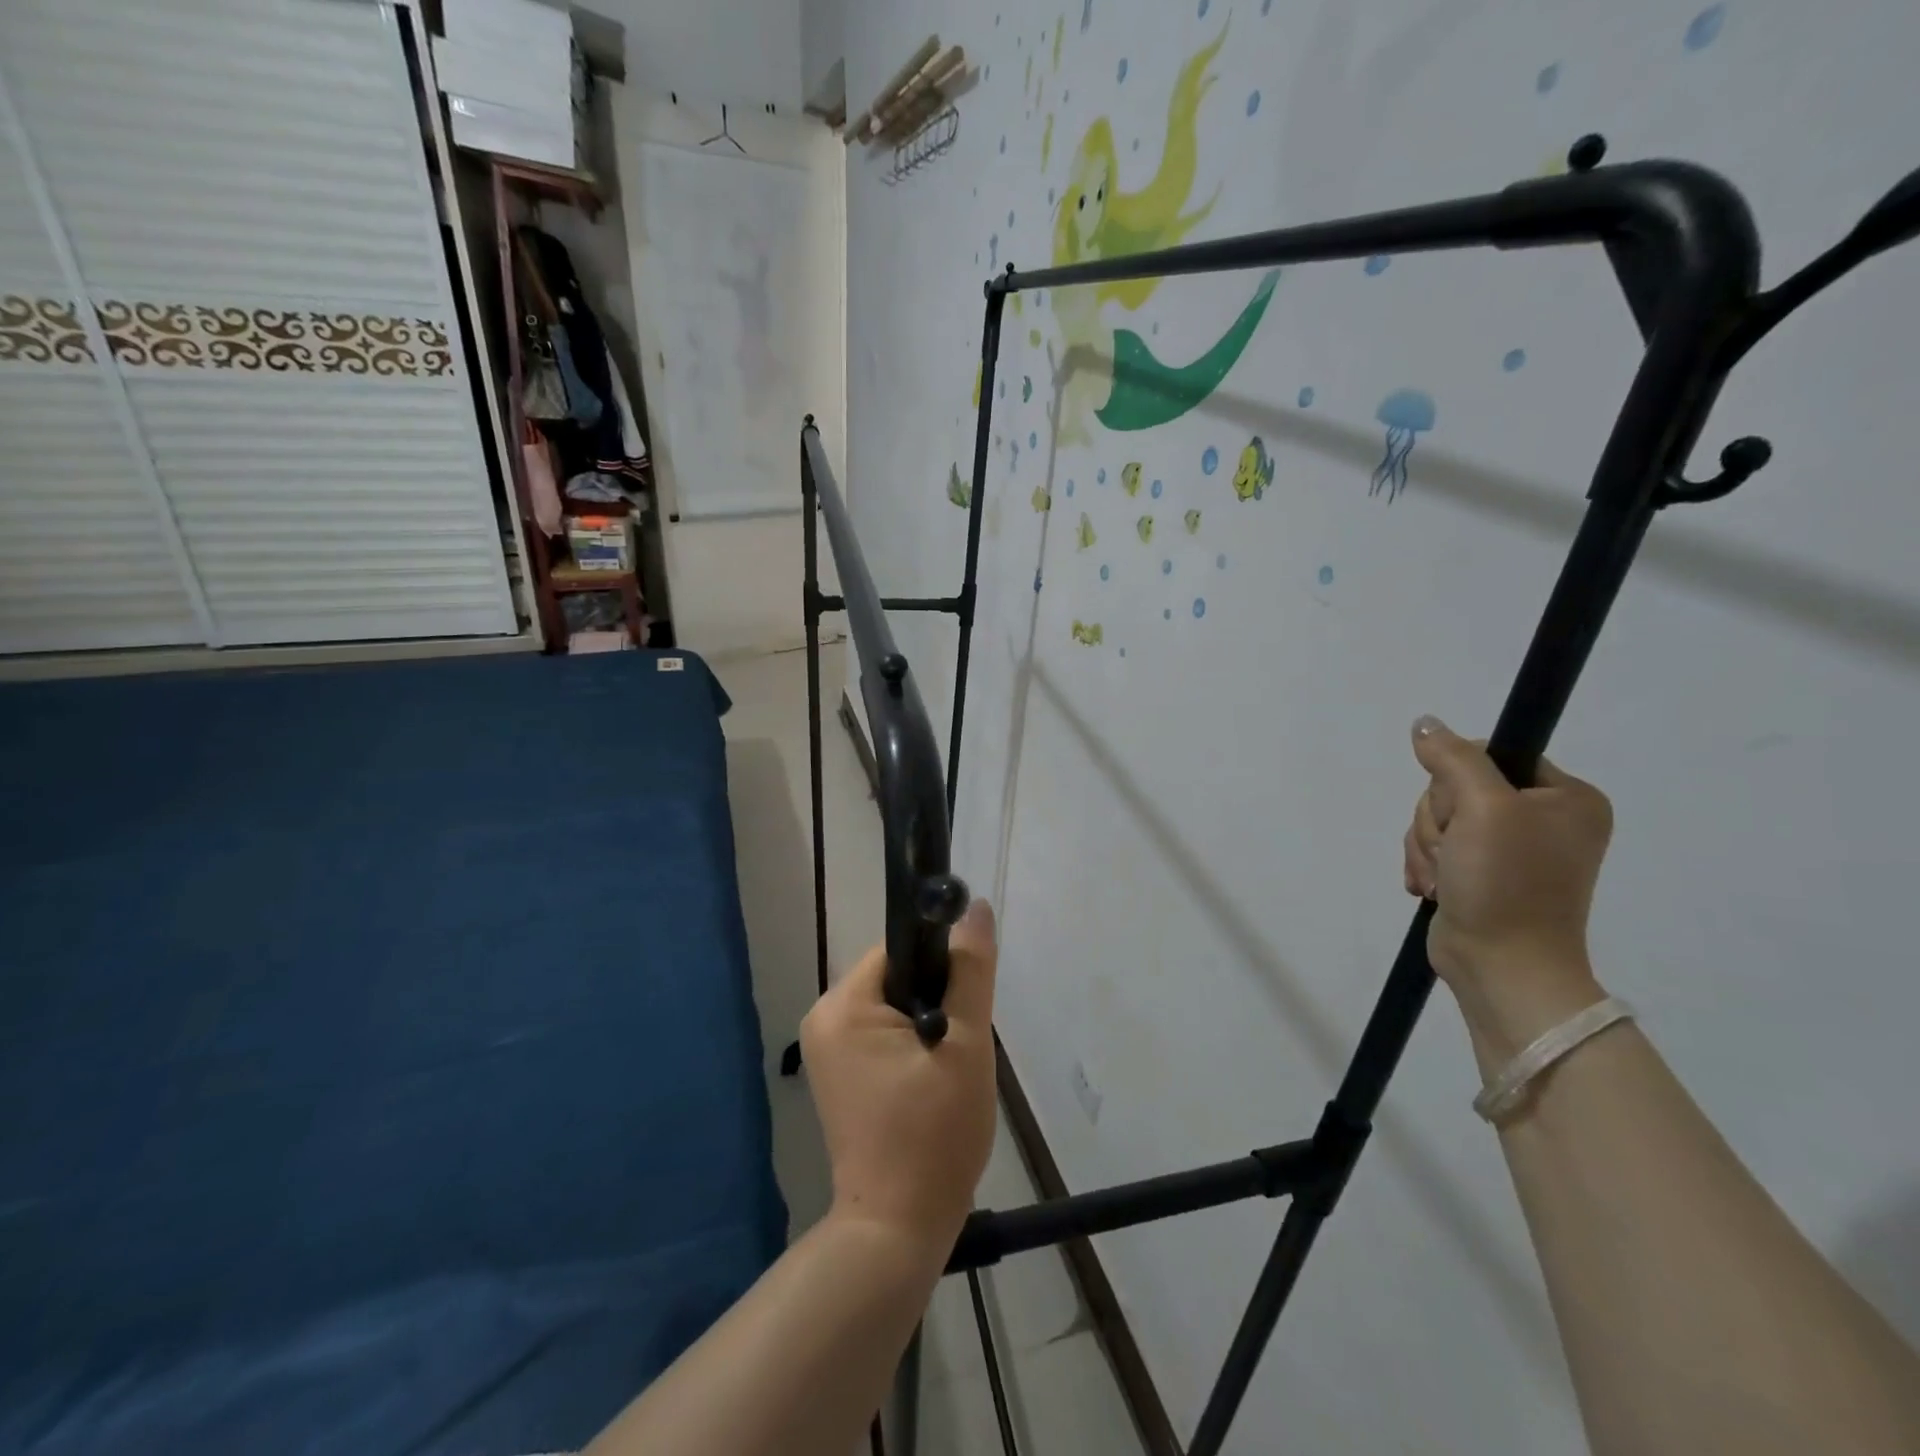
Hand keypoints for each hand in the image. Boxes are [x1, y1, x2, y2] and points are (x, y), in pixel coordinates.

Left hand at [799, 900, 999, 1255]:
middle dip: (937, 1001)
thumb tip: (976, 908)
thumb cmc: (934, 1133)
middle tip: (961, 1047)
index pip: (901, 950)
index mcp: (842, 1005)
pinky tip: (931, 1082)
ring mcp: (826, 1049)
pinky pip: (882, 1035)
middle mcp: (823, 1018)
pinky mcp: (838, 1074)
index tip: (967, 1002)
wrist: (898, 1229)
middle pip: (897, 977)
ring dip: (929, 1025)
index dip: (942, 967)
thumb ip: (971, 971)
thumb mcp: (965, 1045)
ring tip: (948, 1071)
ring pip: (894, 1007)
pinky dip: (912, 1046)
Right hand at [1403, 716, 1612, 1000]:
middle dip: (1438, 822)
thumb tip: (1424, 723)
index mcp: (1566, 798)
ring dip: (1427, 847)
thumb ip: (1453, 758)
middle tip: (1453, 853)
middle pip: (1456, 788)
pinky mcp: (1480, 873)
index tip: (1462, 813)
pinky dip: (1426, 865)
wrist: (1501, 966)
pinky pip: (1436, 847)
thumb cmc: (1506, 883)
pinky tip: (1433, 888)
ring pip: (1439, 819)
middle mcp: (1542, 819)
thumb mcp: (1482, 808)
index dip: (1458, 779)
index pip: (1491, 755)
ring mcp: (1510, 849)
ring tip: (1442, 879)